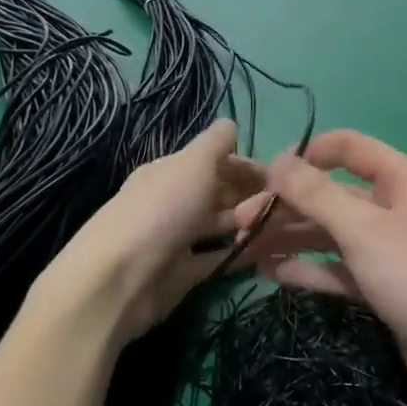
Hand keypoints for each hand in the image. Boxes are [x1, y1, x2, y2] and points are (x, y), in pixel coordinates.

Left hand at [34, 121, 263, 346]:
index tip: (280, 179)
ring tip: (286, 229)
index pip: (215, 162)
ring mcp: (178, 239)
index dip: (246, 166)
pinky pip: (218, 259)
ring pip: (221, 226)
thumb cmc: (162, 211)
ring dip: (249, 224)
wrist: (119, 280)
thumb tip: (231, 125)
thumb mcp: (193, 163)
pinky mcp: (183, 274)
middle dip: (252, 196)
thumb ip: (216, 142)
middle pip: (219, 193)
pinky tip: (268, 253)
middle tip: (287, 206)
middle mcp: (174, 201)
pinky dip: (240, 255)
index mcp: (171, 172)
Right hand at [235, 131, 406, 405]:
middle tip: (238, 224)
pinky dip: (309, 269)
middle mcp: (396, 208)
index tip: (266, 175)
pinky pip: (339, 269)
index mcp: (403, 180)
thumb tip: (277, 161)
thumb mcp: (365, 229)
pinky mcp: (384, 286)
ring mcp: (390, 249)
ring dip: (290, 239)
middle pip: (332, 195)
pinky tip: (273, 274)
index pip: (349, 148)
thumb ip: (317, 194)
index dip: (307, 156)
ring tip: (244, 250)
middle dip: (287, 206)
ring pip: (332, 234)